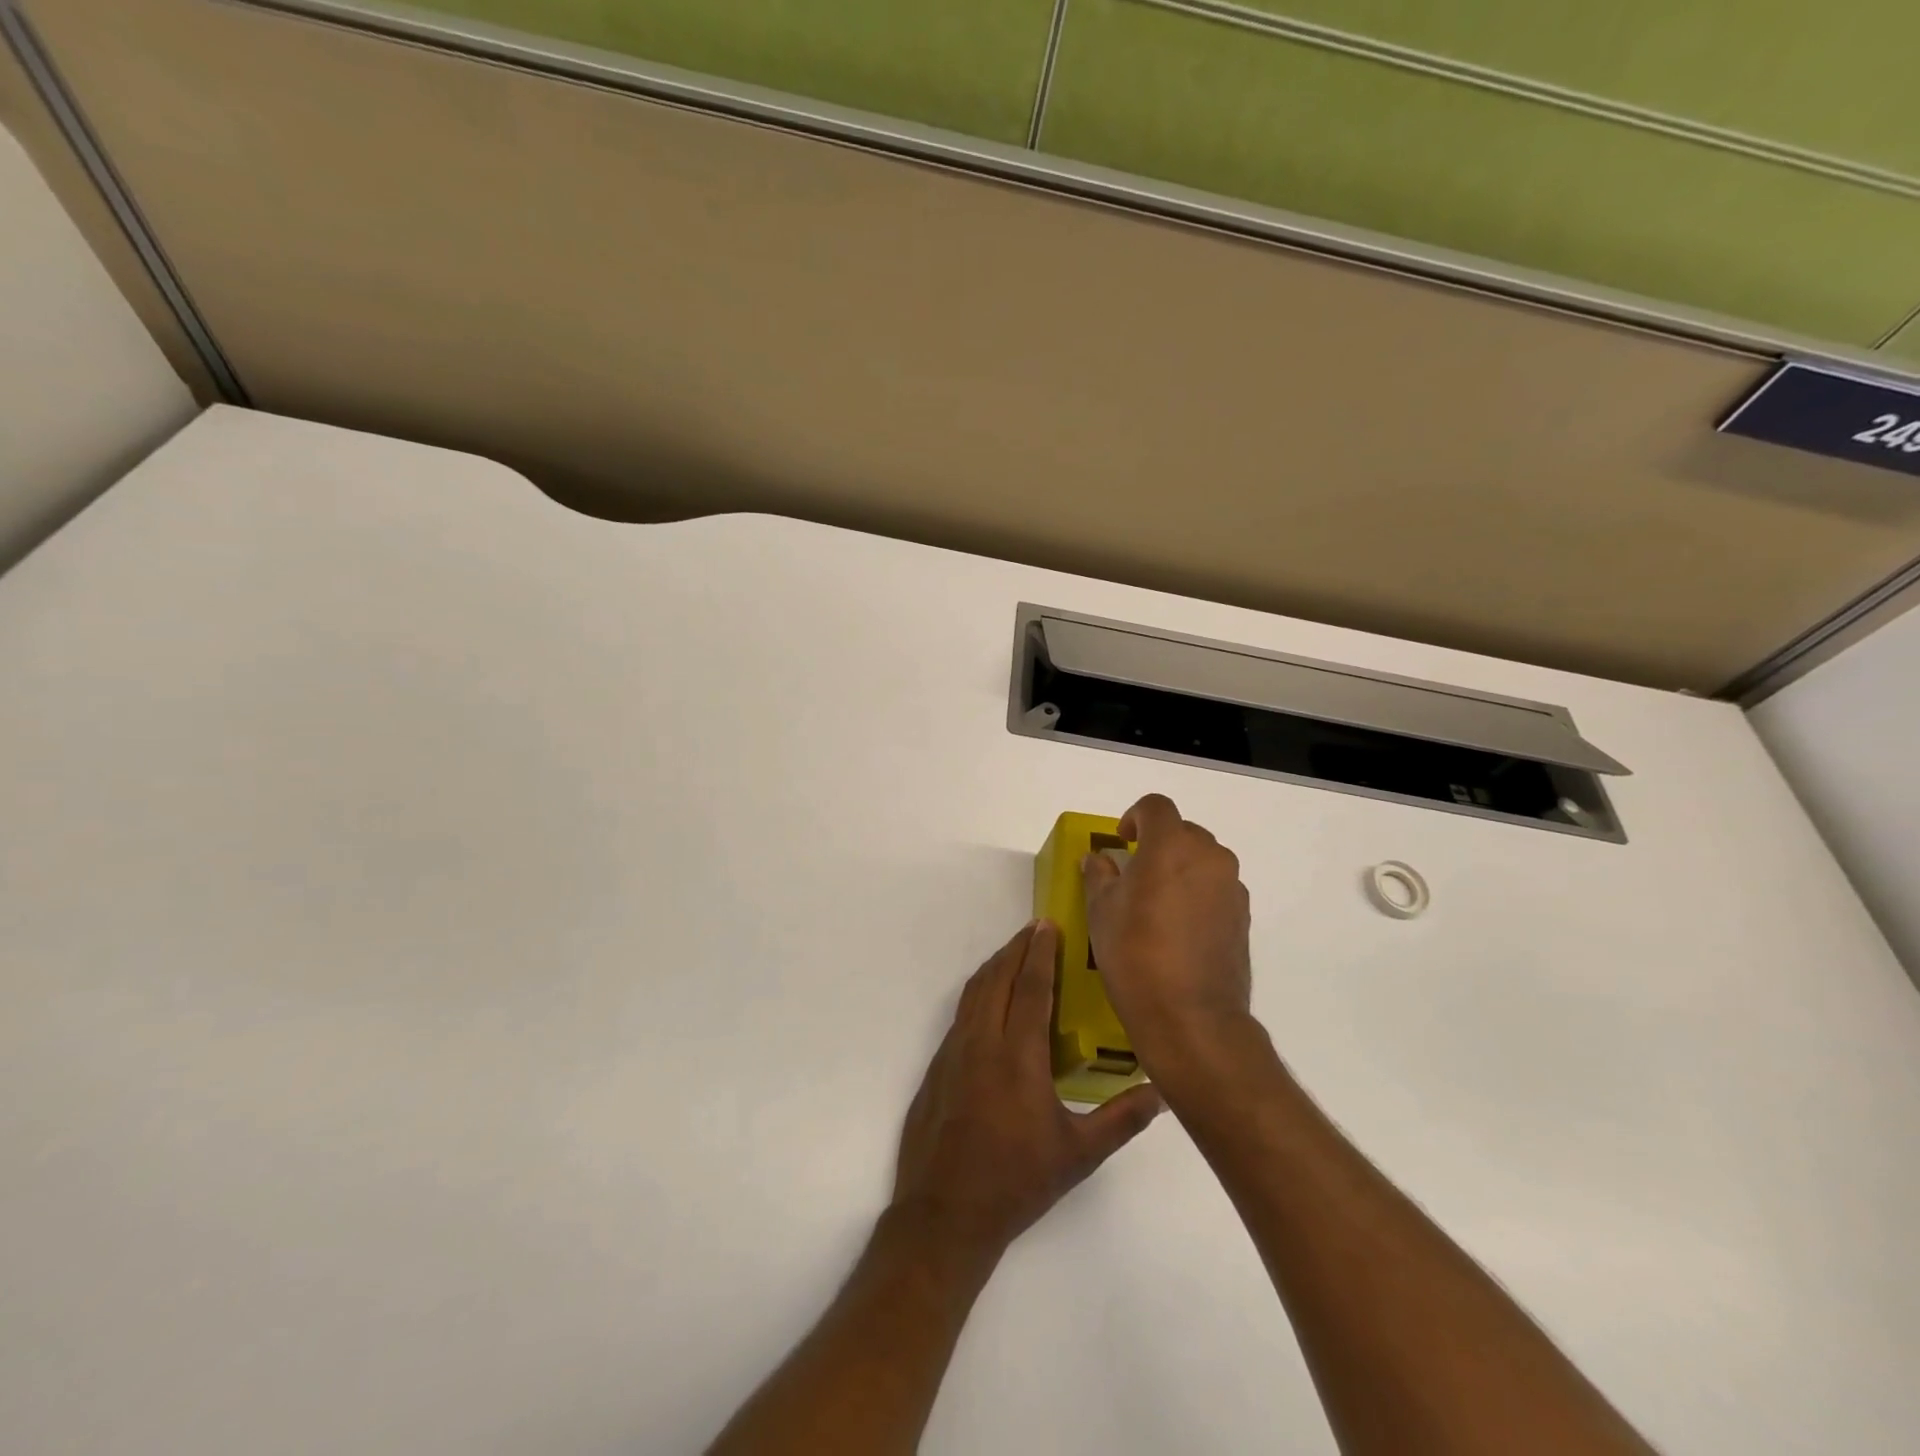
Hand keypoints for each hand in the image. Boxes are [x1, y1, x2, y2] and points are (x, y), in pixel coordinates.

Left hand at [891, 921, 1164, 1259]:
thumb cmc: (1016, 1182)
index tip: (1048, 924)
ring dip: (995, 966)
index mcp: (1017, 1056)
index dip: (1041, 952)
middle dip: (1016, 948)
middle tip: (1035, 929)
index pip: (1031, 987)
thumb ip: (1121, 1120)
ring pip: (974, 992)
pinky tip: (989, 1001)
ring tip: (1014, 953)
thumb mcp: (1078, 1155)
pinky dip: (978, 992)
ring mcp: (953, 1052)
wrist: (944, 1213)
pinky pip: (960, 1013)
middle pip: (998, 978)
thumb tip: (1162, 1092)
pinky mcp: (937, 1066)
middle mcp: (981, 1042)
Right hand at [1082, 794, 1254, 1076]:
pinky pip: (1216, 888)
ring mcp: (1232, 887)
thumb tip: (1098, 860)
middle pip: (1183, 832)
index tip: (1122, 841)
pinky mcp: (1244, 916)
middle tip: (1135, 874)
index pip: (1156, 807)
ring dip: (1180, 868)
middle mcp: (1209, 857)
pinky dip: (1198, 893)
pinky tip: (1179, 928)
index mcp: (1171, 846)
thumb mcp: (1101, 912)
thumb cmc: (1135, 955)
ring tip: (1158, 903)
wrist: (1190, 1017)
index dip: (1135, 816)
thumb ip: (1099, 876)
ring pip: (1203, 860)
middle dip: (1158, 843)